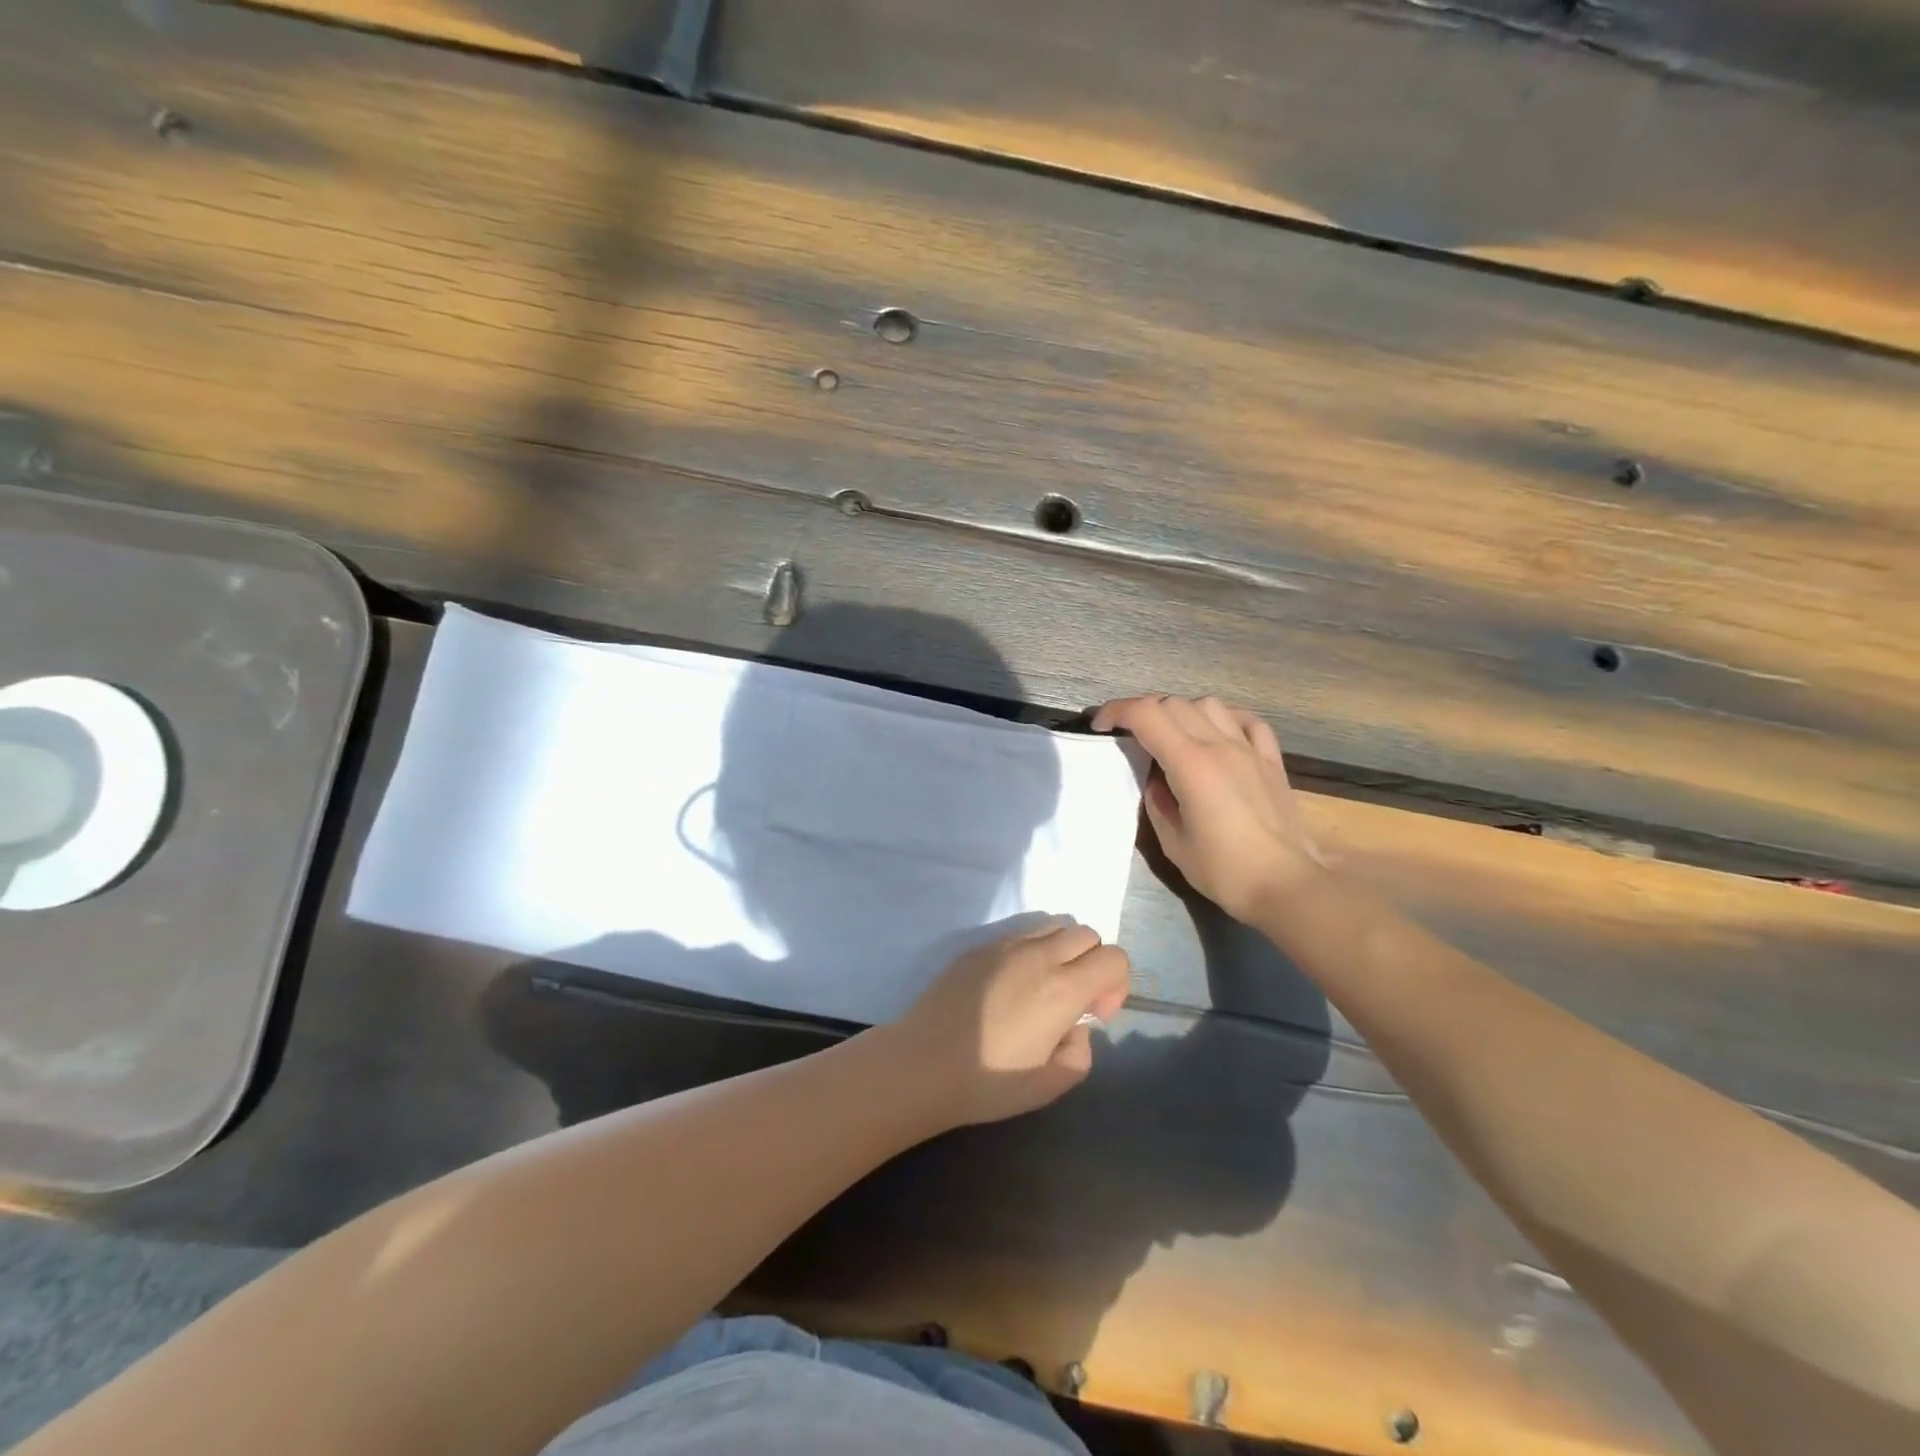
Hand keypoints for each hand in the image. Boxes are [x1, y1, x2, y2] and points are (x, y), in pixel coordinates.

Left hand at [889, 920, 1130, 1127]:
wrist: (923, 1063)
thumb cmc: (988, 1081)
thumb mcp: (1049, 1086)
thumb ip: (1080, 1053)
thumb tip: (1075, 1027)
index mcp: (1062, 989)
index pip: (1113, 958)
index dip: (1116, 985)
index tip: (1094, 1015)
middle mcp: (1038, 956)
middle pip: (1087, 934)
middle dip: (1093, 963)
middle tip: (1074, 1001)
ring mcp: (1005, 945)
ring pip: (1054, 925)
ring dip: (1063, 950)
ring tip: (1044, 987)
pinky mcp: (979, 946)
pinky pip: (1021, 933)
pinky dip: (1032, 950)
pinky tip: (1011, 986)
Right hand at [1093, 694, 1323, 922]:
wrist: (1288, 885)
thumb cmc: (1225, 870)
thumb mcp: (1173, 842)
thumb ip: (1157, 801)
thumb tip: (1157, 780)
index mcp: (1190, 763)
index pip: (1146, 715)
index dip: (1116, 712)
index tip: (1099, 726)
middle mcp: (1220, 745)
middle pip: (1173, 704)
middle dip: (1143, 712)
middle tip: (1128, 735)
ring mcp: (1250, 749)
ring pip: (1209, 705)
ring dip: (1181, 712)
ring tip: (1171, 735)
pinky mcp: (1272, 761)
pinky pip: (1246, 721)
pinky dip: (1224, 718)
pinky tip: (1216, 733)